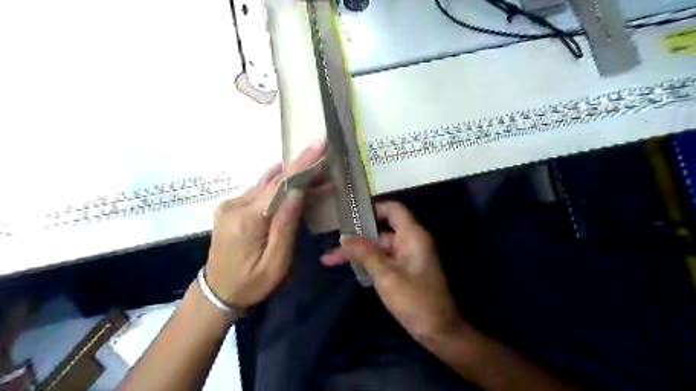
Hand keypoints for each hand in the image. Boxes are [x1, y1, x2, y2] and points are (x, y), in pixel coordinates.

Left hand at [204, 138, 327, 308]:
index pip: (278, 185)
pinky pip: (259, 191)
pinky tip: (293, 188)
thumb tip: (297, 192)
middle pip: (273, 180)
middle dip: (300, 170)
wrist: (217, 292)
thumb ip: (286, 225)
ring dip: (290, 178)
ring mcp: (230, 204)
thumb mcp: (276, 262)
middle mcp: (234, 205)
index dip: (301, 164)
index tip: (318, 144)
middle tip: (324, 162)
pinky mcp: (231, 207)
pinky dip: (278, 187)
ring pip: (266, 183)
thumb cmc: (251, 283)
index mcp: (246, 220)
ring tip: (315, 177)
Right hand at [322, 203, 463, 342]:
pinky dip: (367, 263)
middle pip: (380, 231)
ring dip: (357, 253)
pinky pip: (383, 260)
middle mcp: (410, 242)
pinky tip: (348, 268)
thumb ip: (365, 253)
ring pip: (378, 248)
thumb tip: (345, 238)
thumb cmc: (415, 300)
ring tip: (329, 259)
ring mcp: (407, 257)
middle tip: (332, 243)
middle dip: (356, 238)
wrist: (439, 332)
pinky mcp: (403, 271)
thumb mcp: (386, 275)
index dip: (373, 208)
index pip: (393, 209)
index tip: (351, 215)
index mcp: (412, 236)